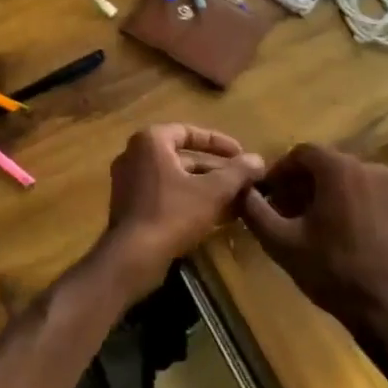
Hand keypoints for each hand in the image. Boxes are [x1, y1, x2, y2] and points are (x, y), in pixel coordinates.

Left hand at [98, 124, 265, 294]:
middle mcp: (134, 155)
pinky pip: (164, 194)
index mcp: (150, 141)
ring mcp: (128, 181)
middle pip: (183, 157)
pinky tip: (215, 216)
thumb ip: (237, 172)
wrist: (134, 256)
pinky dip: (188, 199)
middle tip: (242, 180)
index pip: (189, 132)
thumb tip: (258, 160)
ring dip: (205, 187)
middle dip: (215, 169)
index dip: (219, 142)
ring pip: (175, 178)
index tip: (241, 154)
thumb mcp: (213, 191)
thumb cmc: (173, 213)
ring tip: (236, 199)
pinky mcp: (129, 205)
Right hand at [239, 143, 387, 336]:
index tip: (265, 195)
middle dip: (296, 183)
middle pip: (322, 164)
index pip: (300, 153)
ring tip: (300, 223)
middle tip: (279, 210)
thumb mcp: (281, 241)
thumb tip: (241, 190)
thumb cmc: (331, 269)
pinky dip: (339, 201)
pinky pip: (359, 192)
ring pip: (341, 178)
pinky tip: (328, 231)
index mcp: (339, 168)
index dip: (278, 171)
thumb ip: (255, 210)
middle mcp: (366, 168)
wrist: (387, 306)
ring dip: (317, 193)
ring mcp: (386, 187)